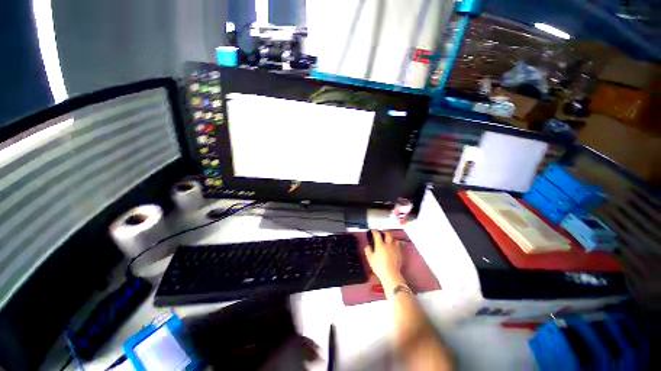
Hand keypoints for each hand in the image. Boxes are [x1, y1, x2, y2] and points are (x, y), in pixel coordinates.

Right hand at [364, 230, 404, 291]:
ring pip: (395, 239)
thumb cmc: (379, 267)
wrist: (391, 274)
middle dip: (384, 232)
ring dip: (391, 238)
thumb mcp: (370, 259)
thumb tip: (367, 246)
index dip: (374, 231)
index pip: (377, 235)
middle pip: (388, 234)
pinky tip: (394, 247)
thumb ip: (368, 251)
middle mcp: (388, 245)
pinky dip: (395, 245)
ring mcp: (395, 249)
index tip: (373, 231)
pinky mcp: (400, 254)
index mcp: (380, 245)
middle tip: (382, 233)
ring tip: (389, 239)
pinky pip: (398, 246)